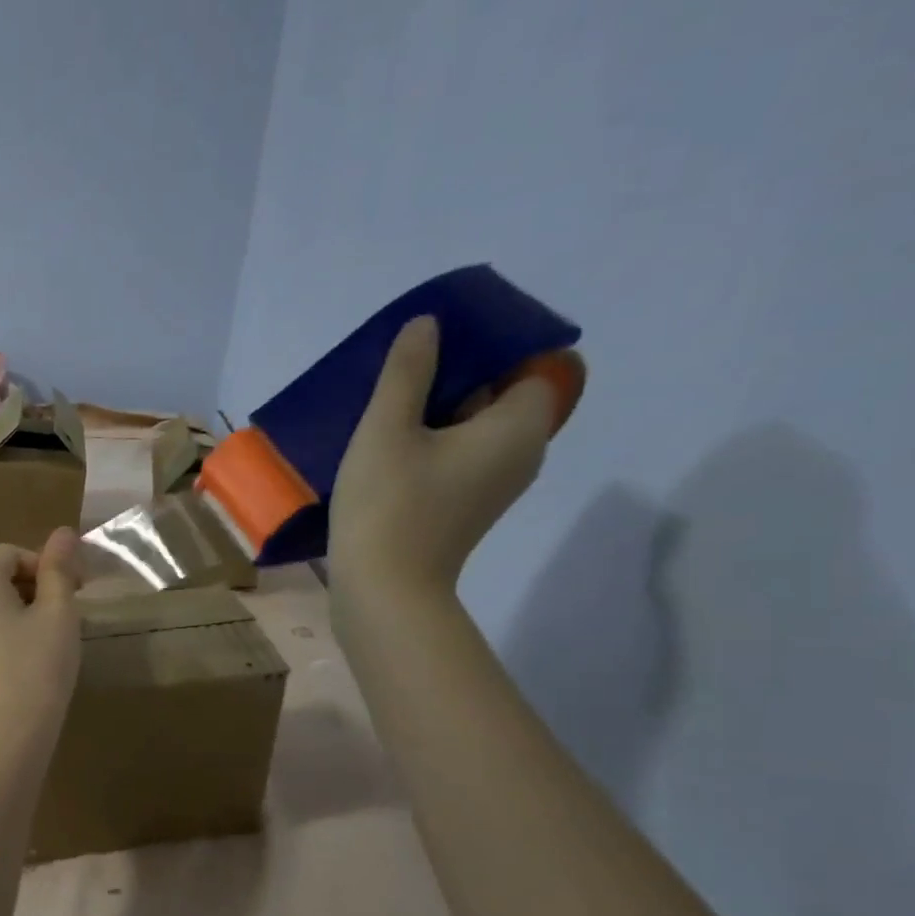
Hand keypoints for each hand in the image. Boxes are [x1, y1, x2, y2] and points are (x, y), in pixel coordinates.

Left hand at [0, 528, 84, 761]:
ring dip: (19, 609)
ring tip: (47, 640)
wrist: (2, 743)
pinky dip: (1, 630)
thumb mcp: (58, 615)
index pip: (11, 553)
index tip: (75, 594)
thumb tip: (63, 531)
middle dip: (32, 586)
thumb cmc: (36, 671)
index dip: (46, 567)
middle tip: (65, 616)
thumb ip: (59, 569)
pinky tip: (24, 659)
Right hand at [328, 315, 559, 603]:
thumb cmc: (389, 506)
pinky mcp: (466, 507)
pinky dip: (433, 443)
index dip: (492, 346)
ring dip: (439, 411)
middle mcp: (521, 454)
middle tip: (405, 367)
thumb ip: (408, 372)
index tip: (443, 342)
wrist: (383, 592)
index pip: (531, 364)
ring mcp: (494, 486)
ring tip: (388, 403)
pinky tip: (388, 445)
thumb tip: (428, 324)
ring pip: (476, 428)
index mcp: (518, 427)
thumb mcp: (387, 429)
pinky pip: (460, 456)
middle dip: (459, 375)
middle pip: (502, 395)